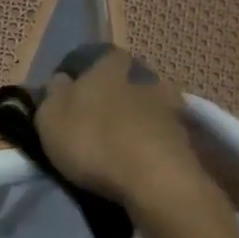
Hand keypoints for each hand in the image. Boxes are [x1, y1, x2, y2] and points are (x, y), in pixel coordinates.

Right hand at [33, 46, 206, 211]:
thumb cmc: (93, 141)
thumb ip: (54, 94)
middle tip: (102, 122)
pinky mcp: (187, 138)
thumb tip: (62, 80)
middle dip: (118, 98)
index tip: (79, 95)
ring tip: (124, 147)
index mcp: (110, 66)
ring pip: (151, 108)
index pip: (102, 58)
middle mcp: (145, 77)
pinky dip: (154, 145)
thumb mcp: (51, 118)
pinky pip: (164, 136)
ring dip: (139, 122)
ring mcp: (171, 107)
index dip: (90, 74)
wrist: (154, 180)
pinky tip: (143, 163)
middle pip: (129, 81)